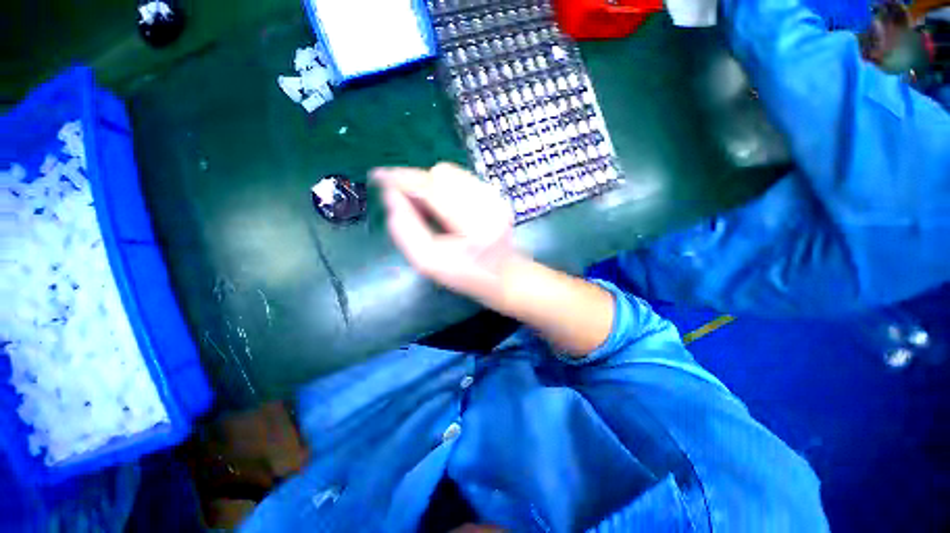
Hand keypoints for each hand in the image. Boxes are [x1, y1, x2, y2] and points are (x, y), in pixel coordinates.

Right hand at [373, 163, 519, 303]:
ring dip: (430, 184)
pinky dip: (444, 186)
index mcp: (473, 224)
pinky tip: (445, 207)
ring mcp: (494, 195)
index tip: (379, 176)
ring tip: (429, 209)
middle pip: (440, 173)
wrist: (504, 275)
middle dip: (416, 182)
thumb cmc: (466, 275)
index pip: (431, 187)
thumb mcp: (429, 262)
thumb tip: (391, 196)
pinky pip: (459, 178)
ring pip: (449, 172)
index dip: (402, 179)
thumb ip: (406, 230)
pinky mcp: (495, 193)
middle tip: (406, 202)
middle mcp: (487, 202)